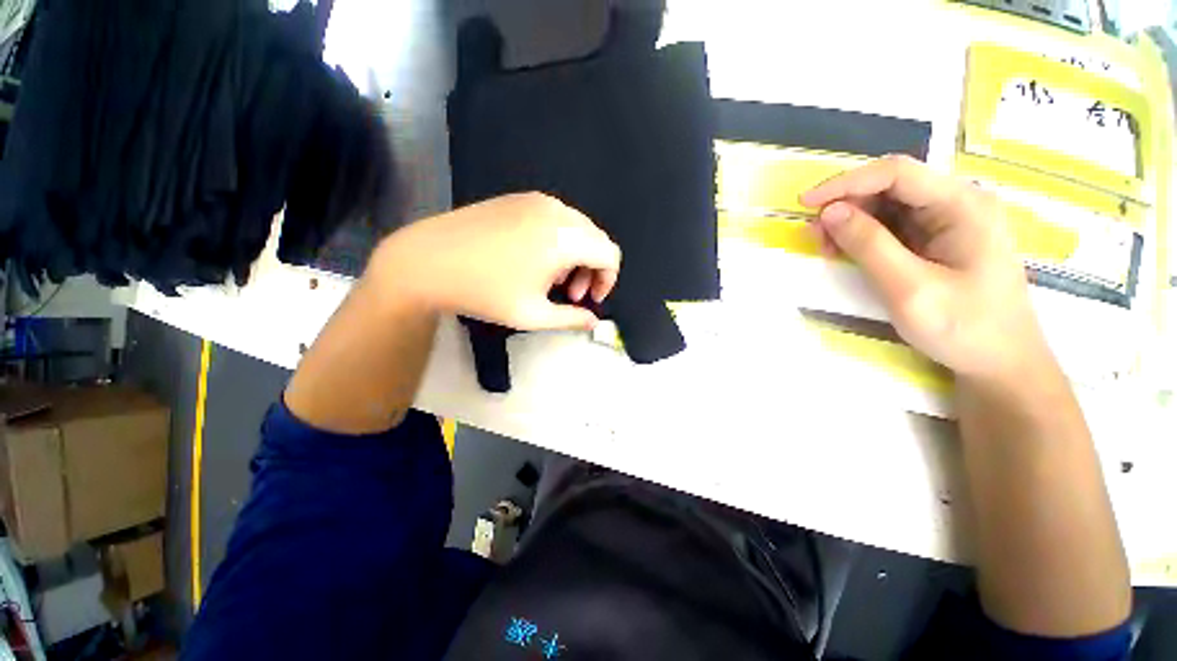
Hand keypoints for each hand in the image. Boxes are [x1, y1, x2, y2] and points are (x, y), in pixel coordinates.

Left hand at [369, 193, 620, 329]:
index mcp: (565, 237)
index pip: (610, 254)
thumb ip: (572, 319)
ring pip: (576, 228)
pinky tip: (534, 260)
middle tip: (570, 294)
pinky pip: (555, 219)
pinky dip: (558, 241)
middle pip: (595, 239)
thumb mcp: (534, 314)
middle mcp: (556, 211)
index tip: (589, 300)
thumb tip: (594, 322)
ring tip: (551, 279)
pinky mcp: (518, 199)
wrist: (427, 261)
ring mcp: (536, 200)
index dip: (607, 280)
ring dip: (576, 256)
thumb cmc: (484, 292)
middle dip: (591, 269)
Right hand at [800, 155, 1047, 380]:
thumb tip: (829, 212)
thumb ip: (869, 245)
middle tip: (814, 236)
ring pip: (888, 206)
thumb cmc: (964, 328)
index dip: (845, 183)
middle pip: (891, 187)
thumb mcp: (909, 288)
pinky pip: (894, 226)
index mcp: (963, 206)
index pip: (896, 174)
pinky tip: (848, 252)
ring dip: (851, 222)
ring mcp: (951, 221)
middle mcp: (959, 203)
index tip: (805, 204)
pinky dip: (864, 236)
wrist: (1002, 363)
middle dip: (846, 206)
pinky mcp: (940, 239)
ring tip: (827, 248)